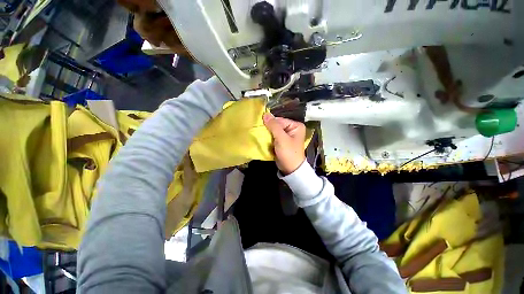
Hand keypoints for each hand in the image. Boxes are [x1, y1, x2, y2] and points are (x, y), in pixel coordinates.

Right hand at [263, 113, 305, 174]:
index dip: (270, 122)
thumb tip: (266, 114)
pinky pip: (274, 137)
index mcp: (296, 126)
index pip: (280, 120)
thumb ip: (273, 126)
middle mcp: (292, 129)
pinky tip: (263, 139)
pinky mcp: (282, 142)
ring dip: (267, 133)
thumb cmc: (288, 152)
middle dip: (268, 129)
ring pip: (274, 131)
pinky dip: (269, 138)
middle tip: (259, 130)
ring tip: (260, 135)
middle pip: (277, 125)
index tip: (260, 125)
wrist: (290, 169)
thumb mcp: (281, 138)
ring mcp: (287, 136)